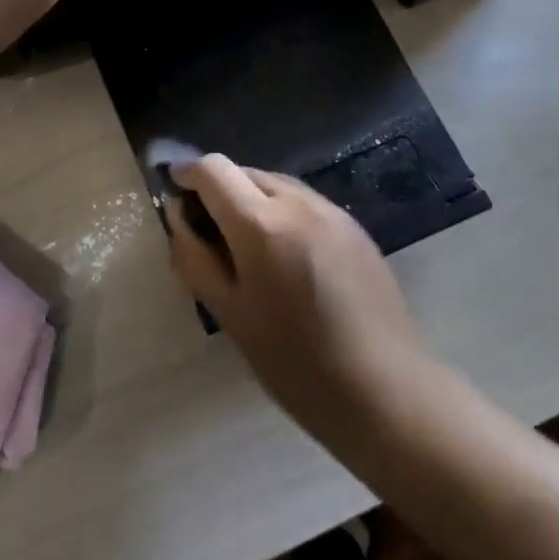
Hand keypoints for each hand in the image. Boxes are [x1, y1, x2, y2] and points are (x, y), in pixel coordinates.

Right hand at [167, 155, 428, 430]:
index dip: (188, 173)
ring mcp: (332, 211)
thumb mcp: (229, 313)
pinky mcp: (355, 227)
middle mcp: (298, 202)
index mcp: (261, 224)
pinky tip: (286, 257)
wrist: (383, 389)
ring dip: (252, 199)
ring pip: (277, 184)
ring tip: (248, 247)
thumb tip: (178, 215)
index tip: (175, 191)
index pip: (214, 169)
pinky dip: (282, 213)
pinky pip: (305, 203)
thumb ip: (195, 257)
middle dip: (220, 189)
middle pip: (246, 172)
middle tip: (208, 231)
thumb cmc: (294, 361)